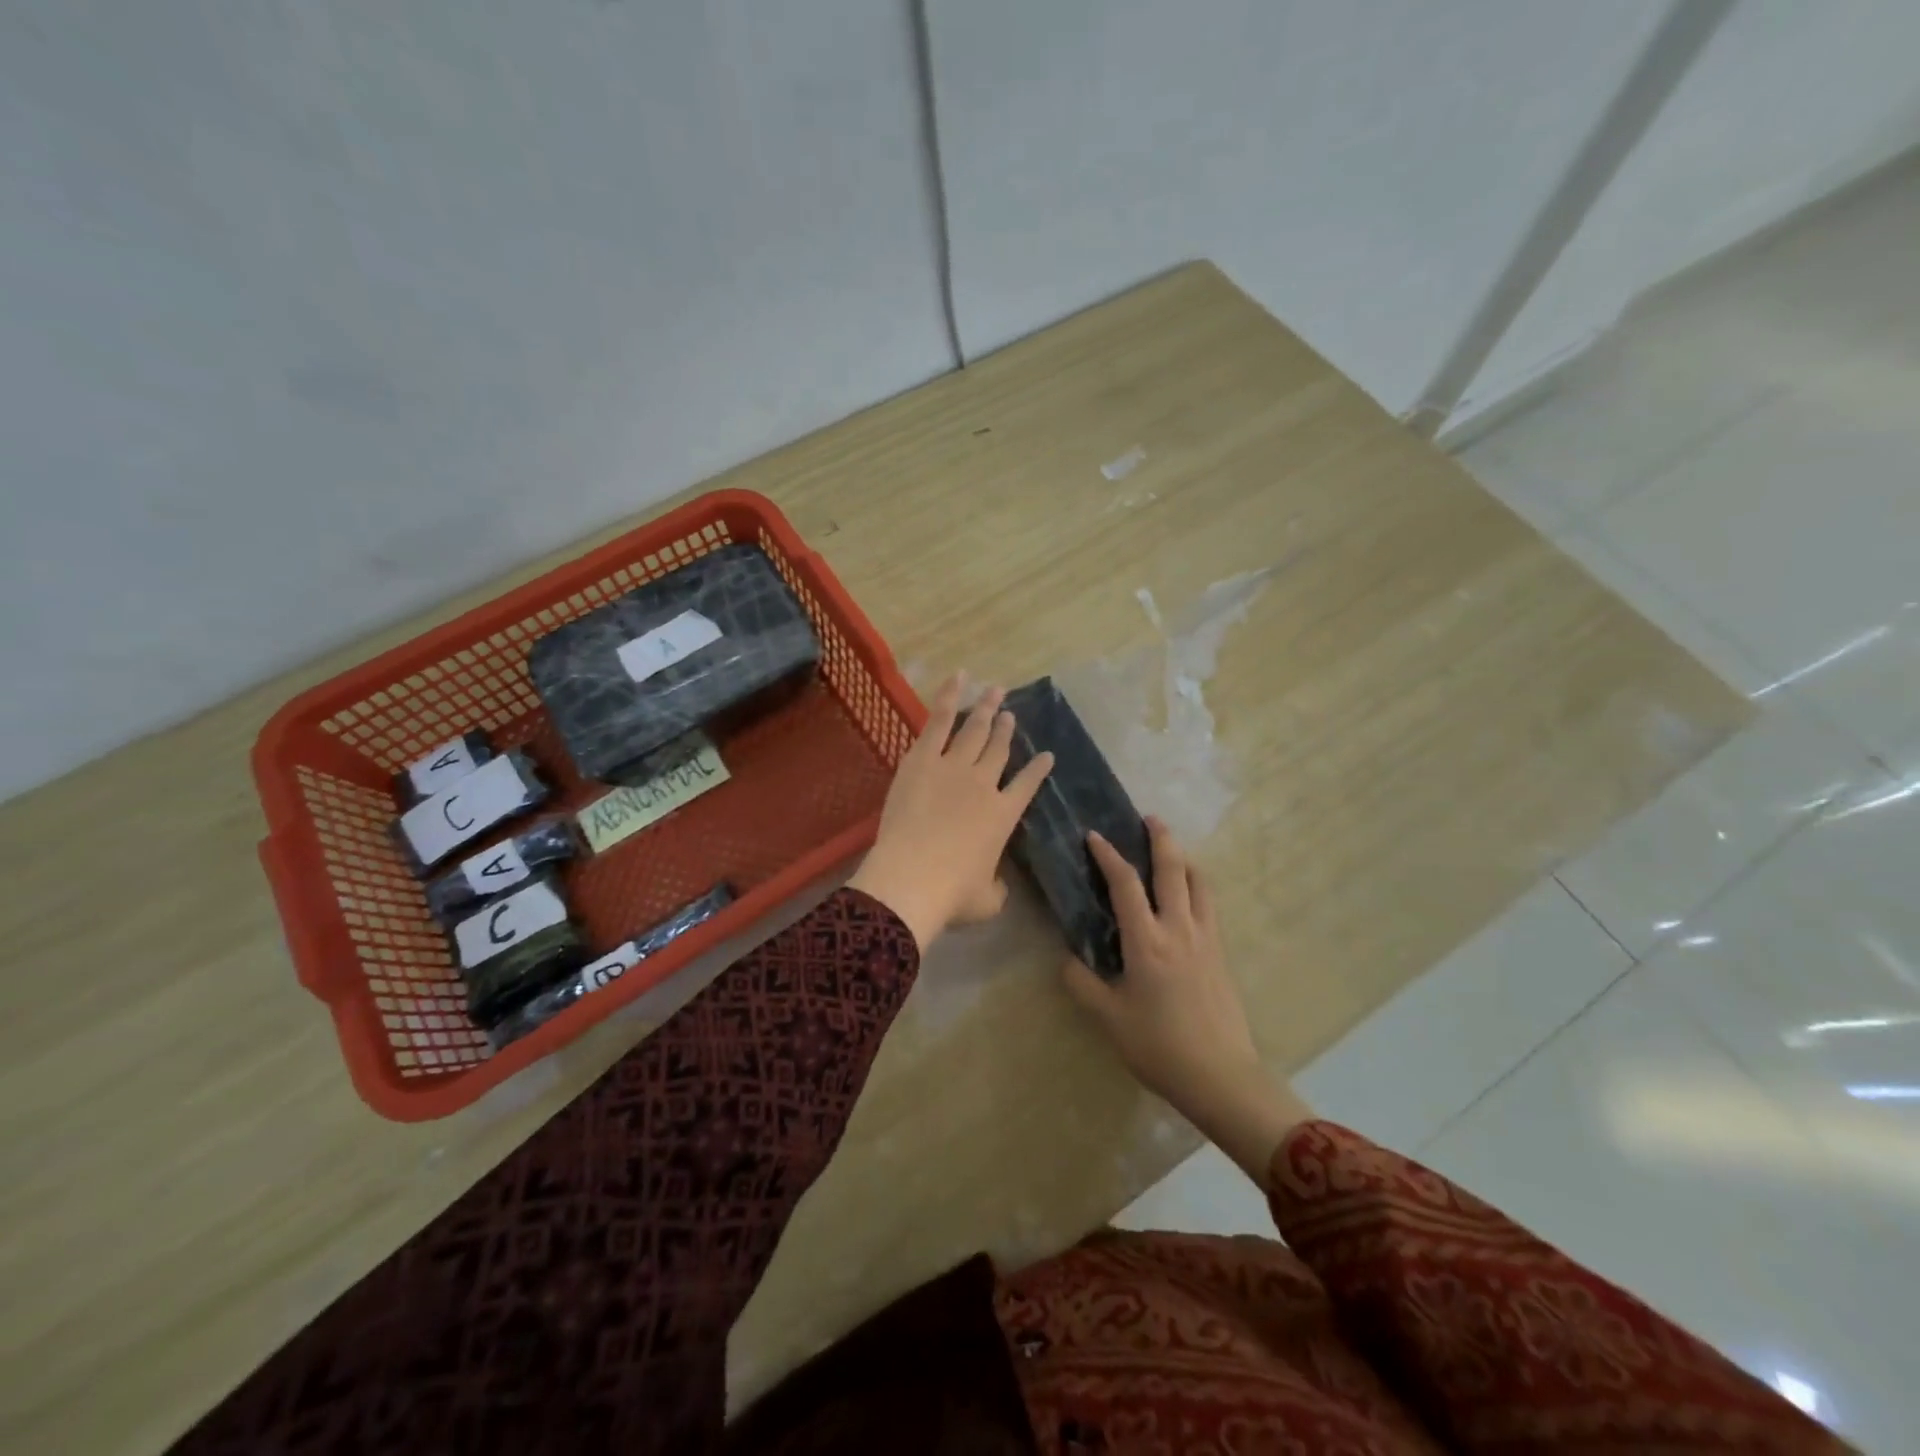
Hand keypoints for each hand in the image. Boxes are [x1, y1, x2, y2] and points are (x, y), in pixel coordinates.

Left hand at [847, 674, 1052, 950]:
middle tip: (1010, 712)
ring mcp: (953, 767)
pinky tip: (959, 679)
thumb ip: (997, 887)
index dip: (1038, 769)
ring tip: (995, 690)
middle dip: (1006, 728)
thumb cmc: (951, 895)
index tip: (1047, 755)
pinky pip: (939, 721)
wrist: (912, 879)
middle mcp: (984, 784)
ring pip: (974, 730)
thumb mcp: (987, 900)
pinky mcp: (922, 760)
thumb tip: (998, 885)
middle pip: (998, 749)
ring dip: (986, 708)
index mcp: (1003, 816)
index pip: (1028, 785)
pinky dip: (950, 697)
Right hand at [1062, 817, 1311, 1179]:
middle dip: (1160, 839)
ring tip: (1172, 850)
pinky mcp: (1221, 954)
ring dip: (1184, 859)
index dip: (1109, 856)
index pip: (1126, 885)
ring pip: (1199, 883)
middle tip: (1149, 818)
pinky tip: (1188, 896)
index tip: (1094, 835)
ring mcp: (1206, 939)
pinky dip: (1197, 886)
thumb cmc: (1159, 1045)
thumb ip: (1082, 984)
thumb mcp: (1109, 1018)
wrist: (1220, 1075)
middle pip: (1172, 869)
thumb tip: (1067, 959)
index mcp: (1146, 941)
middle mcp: (1179, 929)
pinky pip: (1209, 906)